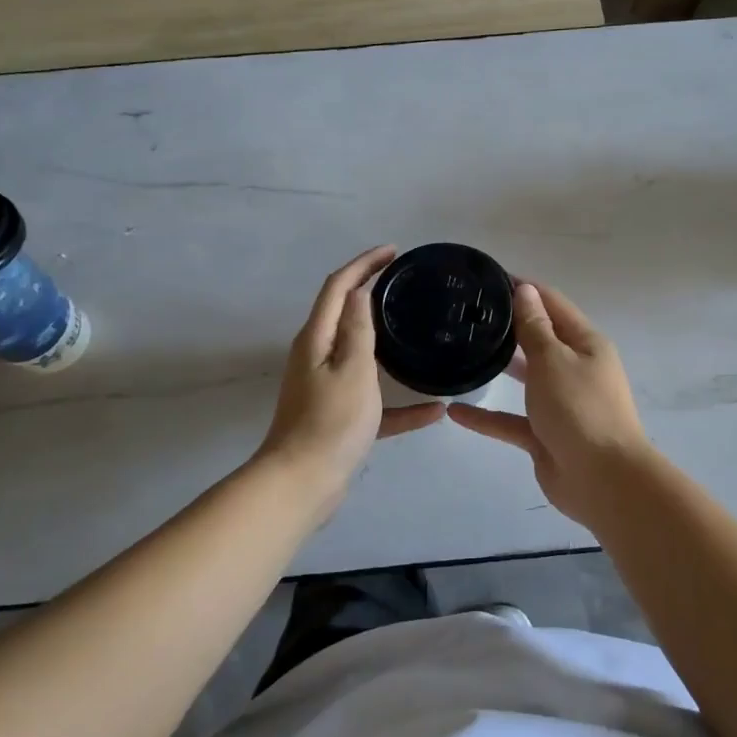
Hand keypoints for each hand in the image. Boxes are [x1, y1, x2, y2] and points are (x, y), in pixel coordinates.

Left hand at [258, 246, 443, 514]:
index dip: (363, 264)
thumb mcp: (352, 369)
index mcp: (317, 339)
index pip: (338, 287)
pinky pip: (375, 402)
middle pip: (345, 315)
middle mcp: (317, 357)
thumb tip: (359, 291)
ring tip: (417, 332)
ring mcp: (327, 388)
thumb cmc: (330, 422)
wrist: (302, 484)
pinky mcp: (339, 417)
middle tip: (405, 285)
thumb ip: (357, 329)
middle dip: (371, 293)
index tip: (393, 252)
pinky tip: (434, 411)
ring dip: (386, 343)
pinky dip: (400, 404)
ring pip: (361, 356)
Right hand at [448, 281, 651, 527]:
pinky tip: (455, 411)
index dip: (524, 289)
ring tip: (461, 351)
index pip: (552, 304)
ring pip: (526, 378)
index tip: (488, 279)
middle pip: (539, 339)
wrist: (603, 480)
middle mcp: (574, 369)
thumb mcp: (553, 360)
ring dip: (499, 367)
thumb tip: (525, 290)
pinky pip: (511, 420)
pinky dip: (486, 416)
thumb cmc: (580, 409)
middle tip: (466, 314)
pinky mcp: (545, 435)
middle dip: (508, 326)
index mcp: (585, 344)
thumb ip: (534, 327)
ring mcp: (560, 404)